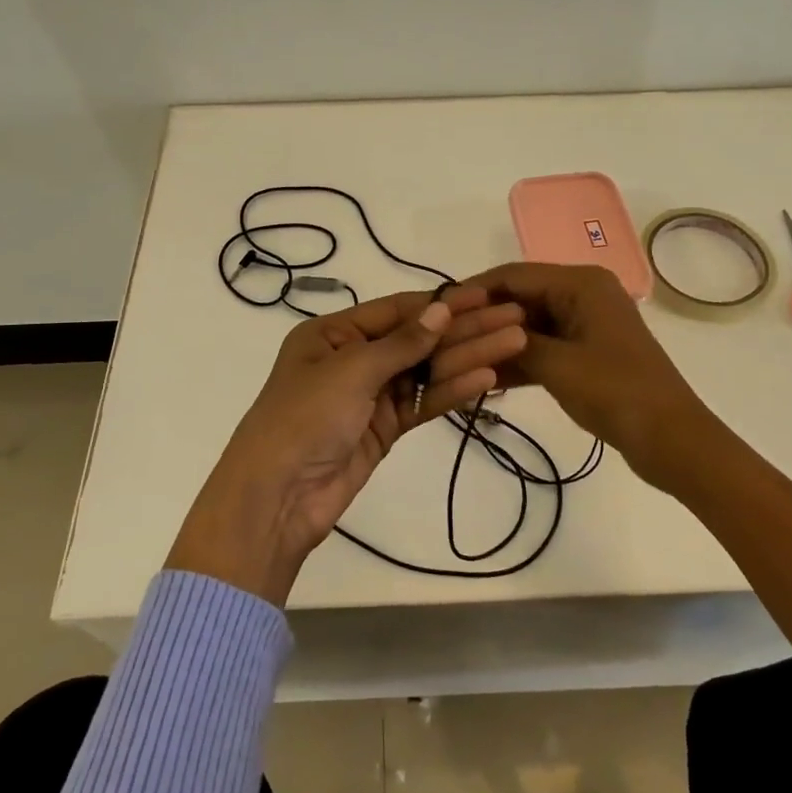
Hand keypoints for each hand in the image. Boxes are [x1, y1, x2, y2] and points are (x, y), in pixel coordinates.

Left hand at [166, 285, 528, 604]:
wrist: (277, 497)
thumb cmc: (304, 417)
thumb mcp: (350, 370)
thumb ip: (402, 343)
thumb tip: (441, 310)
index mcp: (333, 333)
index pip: (397, 310)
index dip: (442, 303)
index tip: (485, 295)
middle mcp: (353, 358)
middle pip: (418, 339)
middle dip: (465, 329)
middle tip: (514, 320)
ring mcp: (371, 395)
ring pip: (426, 371)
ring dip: (468, 358)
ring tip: (515, 344)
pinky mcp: (384, 429)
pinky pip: (423, 402)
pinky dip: (453, 391)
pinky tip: (488, 378)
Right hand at [463, 262, 711, 492]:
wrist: (671, 439)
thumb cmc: (615, 392)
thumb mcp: (555, 365)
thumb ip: (511, 342)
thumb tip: (475, 331)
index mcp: (580, 283)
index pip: (514, 275)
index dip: (475, 290)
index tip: (439, 309)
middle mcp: (583, 293)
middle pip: (521, 297)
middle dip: (485, 318)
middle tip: (444, 338)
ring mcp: (587, 323)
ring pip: (530, 324)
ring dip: (500, 341)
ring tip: (459, 358)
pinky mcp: (588, 351)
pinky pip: (545, 345)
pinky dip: (520, 359)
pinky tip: (488, 377)